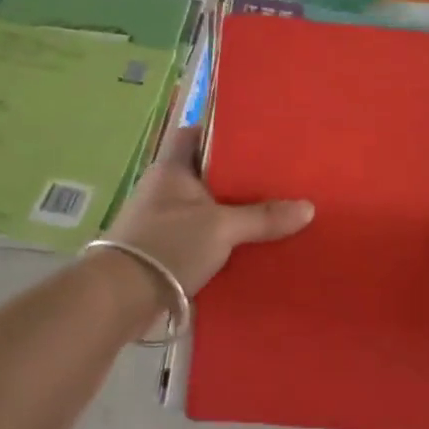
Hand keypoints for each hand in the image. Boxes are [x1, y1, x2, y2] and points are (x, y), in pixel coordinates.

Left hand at [101, 125, 314, 296]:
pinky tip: (245, 243)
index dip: (220, 131)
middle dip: (234, 175)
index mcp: (172, 169)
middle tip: (272, 175)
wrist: (121, 297)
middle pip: (203, 172)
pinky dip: (218, 236)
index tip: (253, 136)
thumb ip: (263, 217)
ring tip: (268, 208)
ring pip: (202, 205)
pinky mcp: (161, 249)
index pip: (194, 134)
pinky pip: (197, 233)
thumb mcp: (222, 228)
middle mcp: (163, 188)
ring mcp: (159, 219)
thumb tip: (307, 208)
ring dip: (227, 209)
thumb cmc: (169, 245)